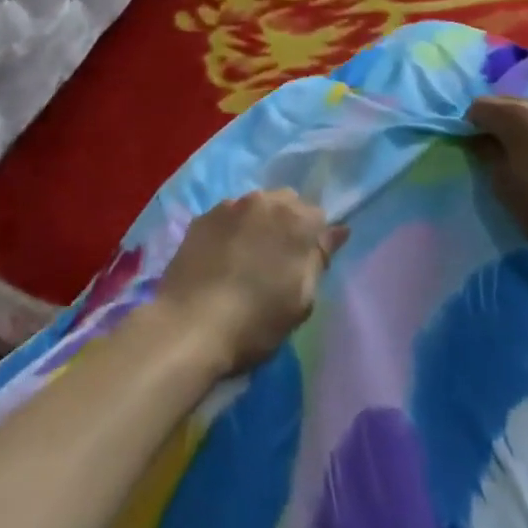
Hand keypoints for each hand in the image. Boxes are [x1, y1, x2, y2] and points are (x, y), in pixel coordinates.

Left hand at [154, 191, 347, 375]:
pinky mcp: (201, 217)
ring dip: (257, 224)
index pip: (318, 215)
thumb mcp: (301, 300)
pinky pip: (226, 216)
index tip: (304, 264)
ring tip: (246, 259)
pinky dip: (230, 230)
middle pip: (286, 202)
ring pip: (254, 206)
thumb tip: (339, 230)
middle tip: (277, 260)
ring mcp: (229, 206)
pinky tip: (221, 259)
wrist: (189, 326)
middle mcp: (264, 201)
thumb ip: (319, 259)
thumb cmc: (255, 321)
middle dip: (287, 223)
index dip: (313, 239)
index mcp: (295, 220)